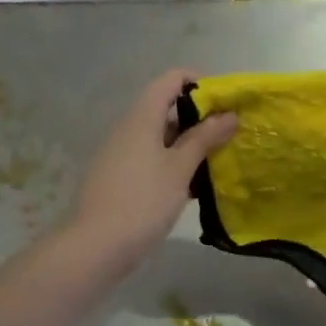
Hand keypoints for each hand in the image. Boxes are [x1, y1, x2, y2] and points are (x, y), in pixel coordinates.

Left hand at [65, 68, 237, 274]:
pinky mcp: (120, 176)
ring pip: (161, 136)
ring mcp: (121, 152)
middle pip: (167, 107)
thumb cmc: (142, 200)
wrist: (96, 246)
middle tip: (229, 136)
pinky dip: (174, 163)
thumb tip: (229, 115)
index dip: (200, 83)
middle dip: (200, 118)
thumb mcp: (180, 168)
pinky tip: (194, 185)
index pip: (171, 79)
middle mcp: (129, 127)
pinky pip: (152, 157)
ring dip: (189, 144)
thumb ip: (204, 138)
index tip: (226, 104)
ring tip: (218, 161)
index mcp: (142, 116)